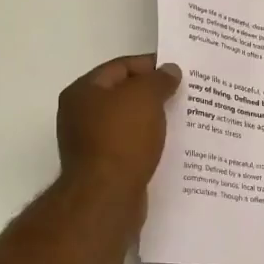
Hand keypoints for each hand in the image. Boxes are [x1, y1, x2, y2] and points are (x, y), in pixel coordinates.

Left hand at [56, 54, 182, 201]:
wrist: (107, 197)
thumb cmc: (122, 139)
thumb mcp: (145, 98)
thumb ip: (159, 79)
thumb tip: (169, 70)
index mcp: (83, 92)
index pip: (120, 67)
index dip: (150, 65)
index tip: (178, 71)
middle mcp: (80, 115)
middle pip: (122, 94)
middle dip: (153, 93)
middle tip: (183, 93)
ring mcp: (89, 143)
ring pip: (128, 122)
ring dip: (152, 120)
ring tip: (182, 118)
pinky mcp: (103, 168)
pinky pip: (129, 146)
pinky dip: (148, 143)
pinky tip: (169, 145)